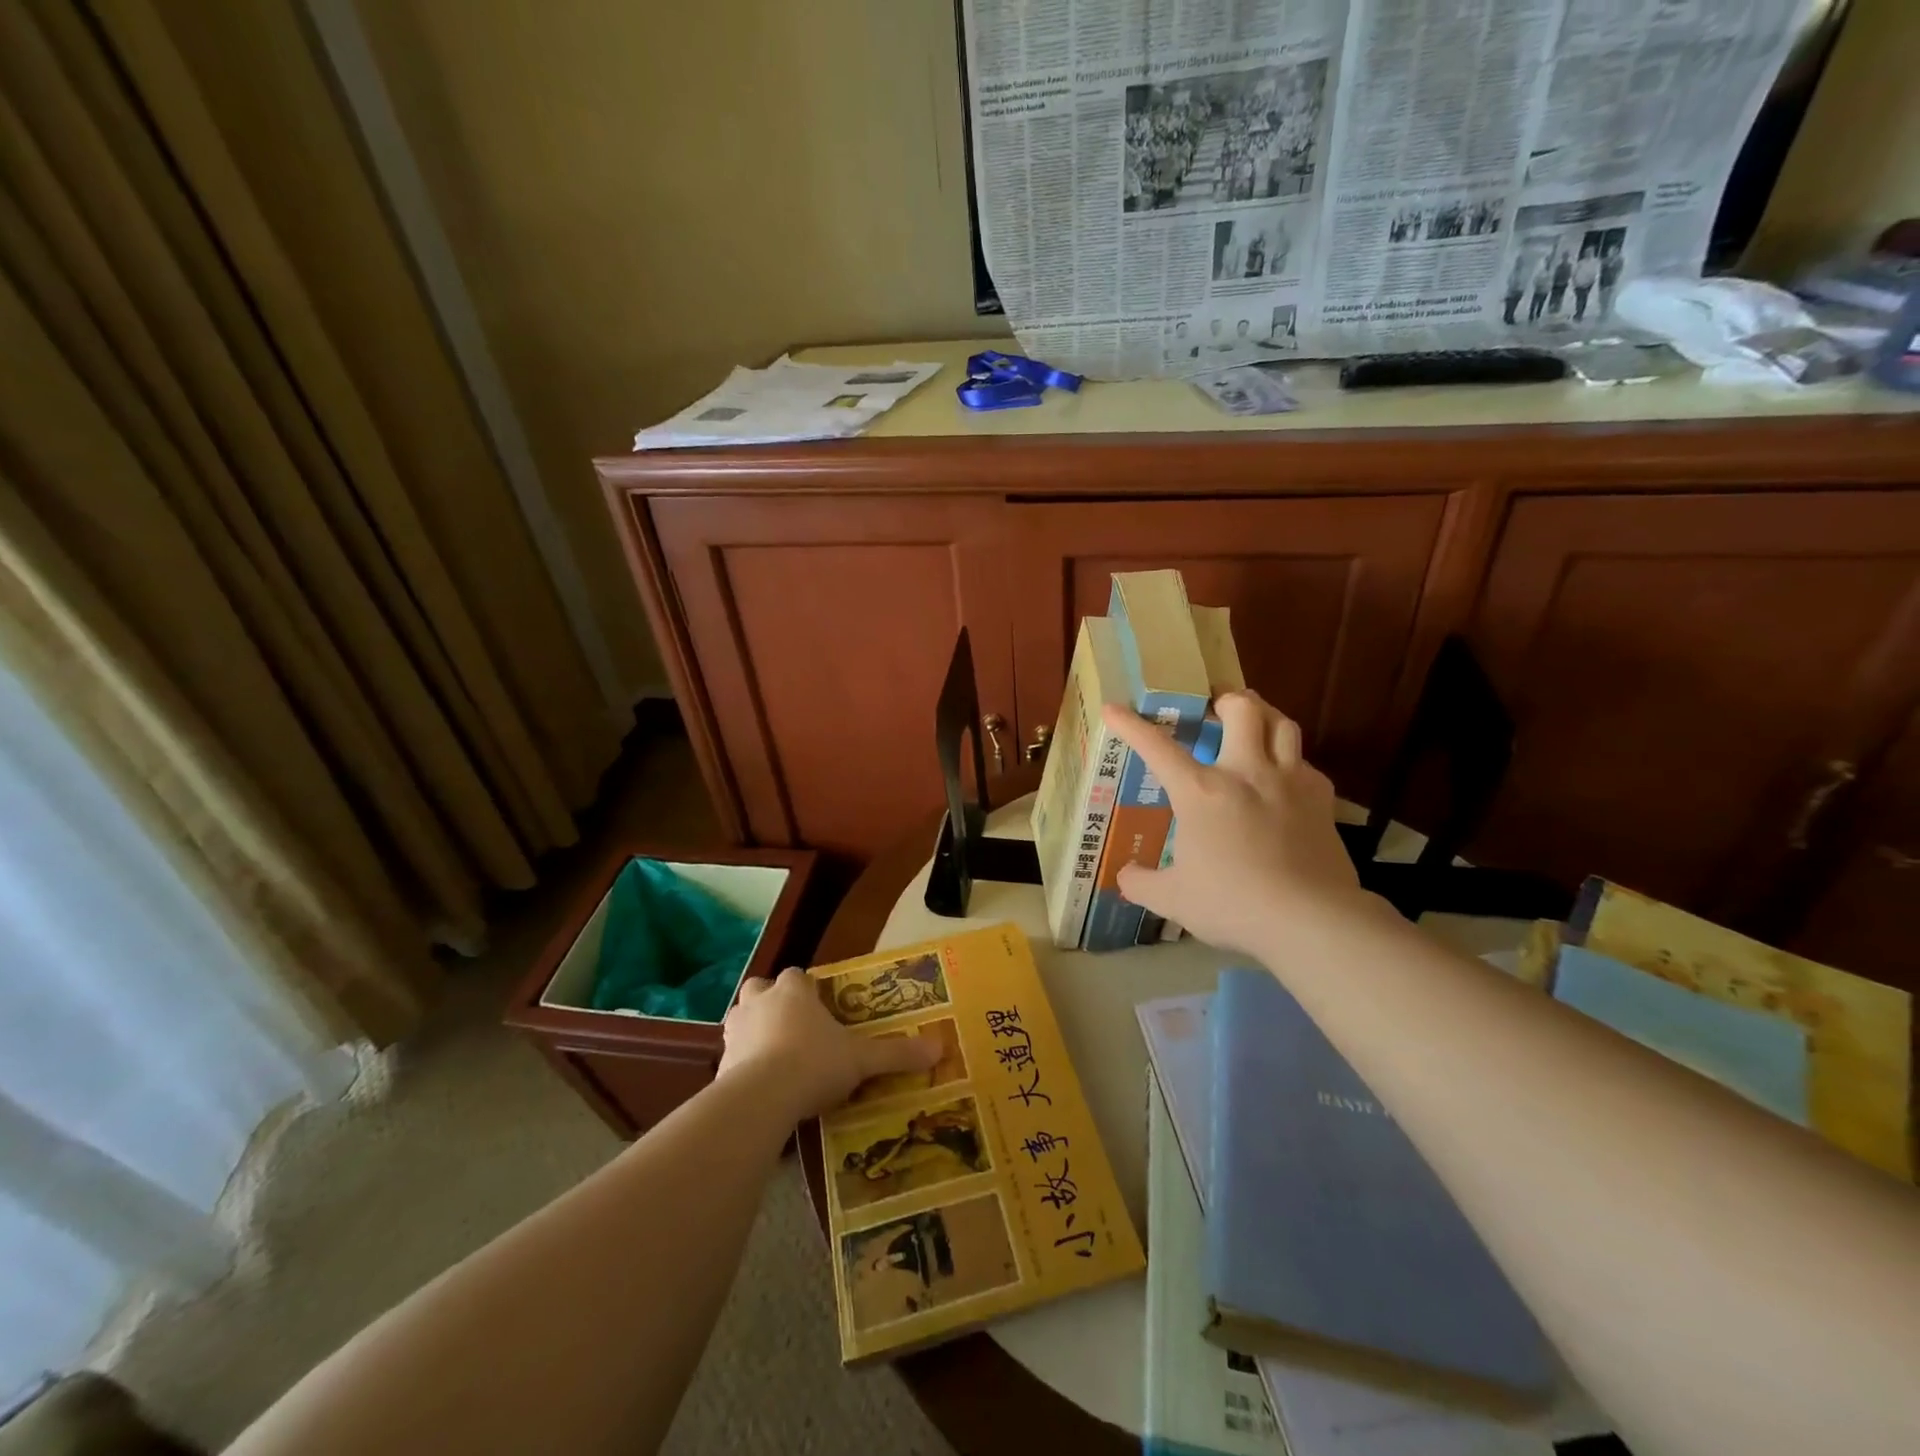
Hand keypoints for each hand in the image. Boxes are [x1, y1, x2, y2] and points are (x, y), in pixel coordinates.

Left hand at [718, 968, 940, 1120]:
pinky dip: (742, 1064)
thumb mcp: (861, 1060)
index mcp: (794, 991)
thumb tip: (939, 1048)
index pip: (797, 976)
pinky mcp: (719, 1063)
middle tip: (791, 1025)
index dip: (807, 988)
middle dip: (771, 1001)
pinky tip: (759, 1087)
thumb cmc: (814, 1063)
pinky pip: (732, 1055)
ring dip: (754, 1029)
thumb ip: (896, 1053)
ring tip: (774, 1055)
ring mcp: (735, 1030)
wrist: (761, 1098)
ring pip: (741, 1018)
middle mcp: (760, 1001)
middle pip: (760, 988)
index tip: (820, 1006)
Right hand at [1102, 691, 1366, 959]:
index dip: (1131, 725)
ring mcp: (1289, 781)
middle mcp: (1245, 772)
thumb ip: (1143, 883)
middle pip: (1242, 708)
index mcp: (1201, 791)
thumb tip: (1125, 875)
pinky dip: (1291, 762)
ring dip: (1264, 715)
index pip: (1157, 747)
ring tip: (1253, 723)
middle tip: (1214, 707)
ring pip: (1282, 723)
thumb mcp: (1174, 899)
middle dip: (1225, 698)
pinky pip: (1306, 764)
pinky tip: (1285, 779)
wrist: (1310, 919)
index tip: (1113, 708)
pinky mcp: (1322, 799)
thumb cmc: (1233, 904)